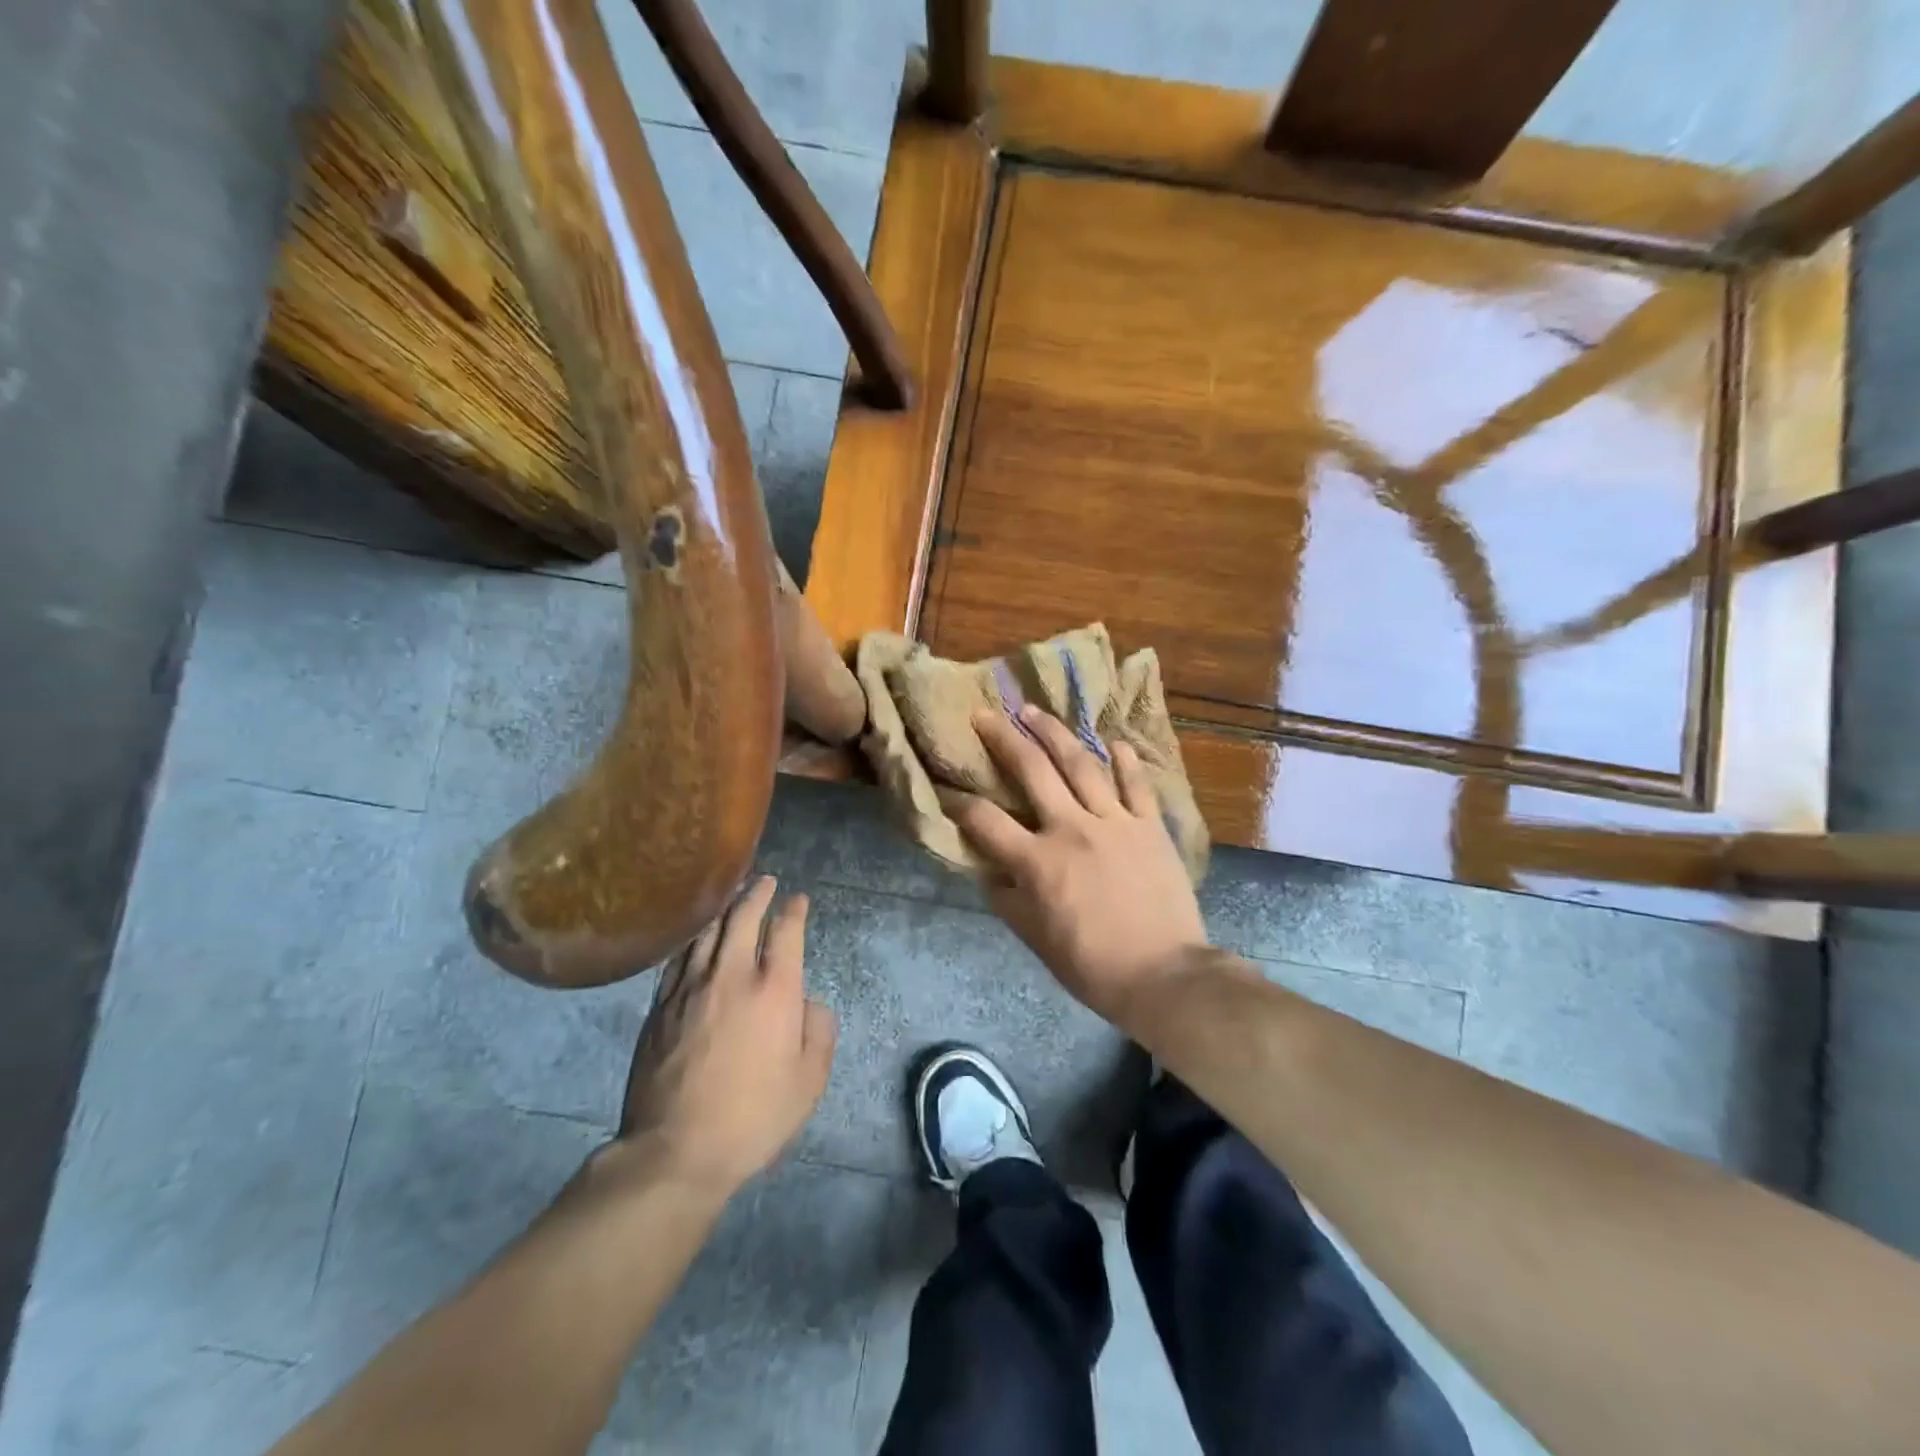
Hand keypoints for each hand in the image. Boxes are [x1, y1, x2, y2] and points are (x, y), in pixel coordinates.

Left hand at [613, 877, 835, 1195]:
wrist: (676, 1150)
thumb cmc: (754, 1117)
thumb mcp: (809, 1080)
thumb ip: (818, 1031)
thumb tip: (807, 1002)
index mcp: (773, 989)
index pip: (785, 931)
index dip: (793, 910)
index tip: (798, 899)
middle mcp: (730, 976)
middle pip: (742, 918)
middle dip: (756, 894)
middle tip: (764, 881)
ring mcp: (689, 989)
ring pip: (706, 933)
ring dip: (723, 909)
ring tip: (731, 898)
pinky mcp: (660, 1007)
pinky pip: (678, 959)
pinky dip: (692, 940)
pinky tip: (695, 938)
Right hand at [951, 707, 1207, 1027]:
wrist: (1164, 976)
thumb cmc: (1092, 966)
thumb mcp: (1036, 940)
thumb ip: (1008, 901)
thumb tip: (990, 874)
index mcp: (1038, 862)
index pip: (986, 821)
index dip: (960, 803)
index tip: (947, 788)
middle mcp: (1071, 829)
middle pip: (1032, 770)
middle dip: (1004, 738)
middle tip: (985, 714)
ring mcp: (1115, 822)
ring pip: (1081, 764)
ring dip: (1054, 733)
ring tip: (1034, 711)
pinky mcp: (1150, 826)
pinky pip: (1136, 784)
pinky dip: (1125, 760)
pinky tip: (1113, 741)